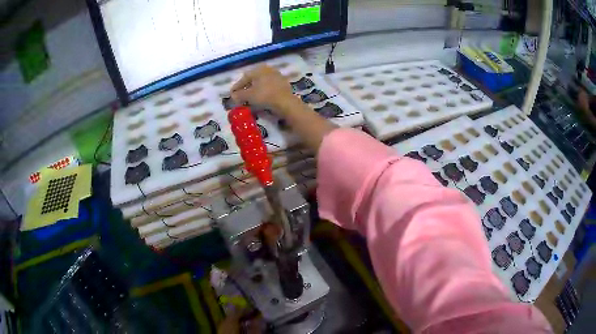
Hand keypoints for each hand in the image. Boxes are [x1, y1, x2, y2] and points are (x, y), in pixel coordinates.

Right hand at [231, 65, 297, 113]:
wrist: (285, 102)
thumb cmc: (264, 95)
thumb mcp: (248, 95)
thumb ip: (239, 95)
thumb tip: (233, 95)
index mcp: (259, 69)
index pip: (244, 78)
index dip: (237, 87)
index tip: (232, 94)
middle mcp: (268, 69)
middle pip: (253, 79)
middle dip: (246, 88)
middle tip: (240, 97)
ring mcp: (277, 75)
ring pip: (261, 83)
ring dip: (254, 90)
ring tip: (250, 99)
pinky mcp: (283, 83)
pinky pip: (269, 87)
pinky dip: (263, 92)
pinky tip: (261, 99)